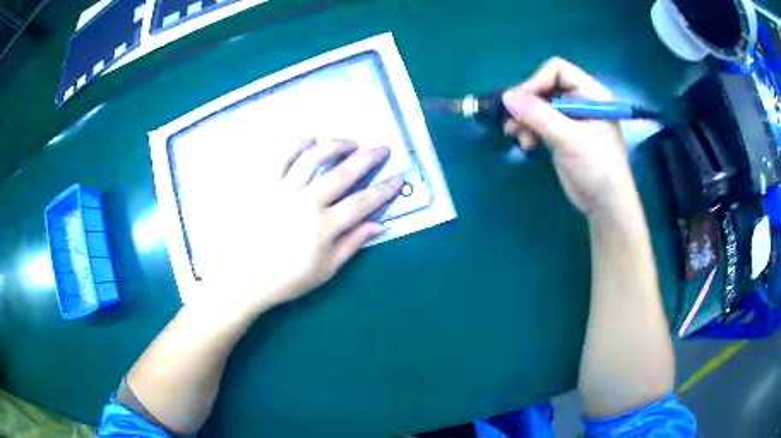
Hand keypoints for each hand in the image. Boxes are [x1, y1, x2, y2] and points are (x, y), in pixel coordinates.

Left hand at [196, 139, 401, 312]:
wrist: (244, 279)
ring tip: (350, 141)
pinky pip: (280, 158)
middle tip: (382, 148)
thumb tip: (379, 224)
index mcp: (324, 226)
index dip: (384, 189)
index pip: (363, 202)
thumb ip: (352, 244)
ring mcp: (283, 190)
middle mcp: (307, 202)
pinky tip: (310, 140)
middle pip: (343, 173)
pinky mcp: (262, 185)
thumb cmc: (286, 279)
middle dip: (368, 157)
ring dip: (336, 145)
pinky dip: (297, 145)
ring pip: (314, 158)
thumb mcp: (326, 270)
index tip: (399, 178)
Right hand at [502, 57, 636, 216]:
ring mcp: (570, 119)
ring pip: (539, 106)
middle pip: (545, 87)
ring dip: (524, 119)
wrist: (605, 205)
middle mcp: (580, 101)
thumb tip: (506, 96)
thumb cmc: (597, 168)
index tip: (520, 101)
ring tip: (516, 135)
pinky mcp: (562, 135)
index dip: (537, 81)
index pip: (558, 70)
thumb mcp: (569, 139)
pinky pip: (540, 123)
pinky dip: (529, 130)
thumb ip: (539, 115)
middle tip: (511, 120)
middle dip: (527, 103)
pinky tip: (526, 145)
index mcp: (590, 94)